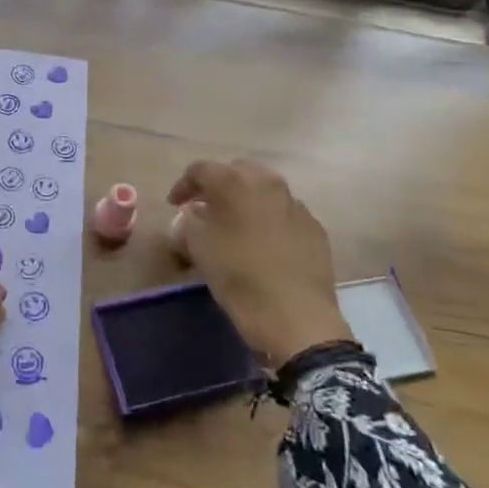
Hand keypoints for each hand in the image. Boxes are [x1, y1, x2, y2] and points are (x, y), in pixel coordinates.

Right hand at [168, 159, 348, 366]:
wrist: (296, 316)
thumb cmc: (238, 277)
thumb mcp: (199, 247)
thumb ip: (191, 220)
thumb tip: (197, 212)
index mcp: (235, 182)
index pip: (201, 170)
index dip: (183, 185)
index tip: (174, 205)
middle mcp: (268, 183)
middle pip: (236, 171)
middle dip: (218, 186)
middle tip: (204, 208)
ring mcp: (296, 204)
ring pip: (264, 190)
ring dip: (245, 200)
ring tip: (234, 224)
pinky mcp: (314, 227)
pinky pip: (284, 213)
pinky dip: (269, 219)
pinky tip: (263, 243)